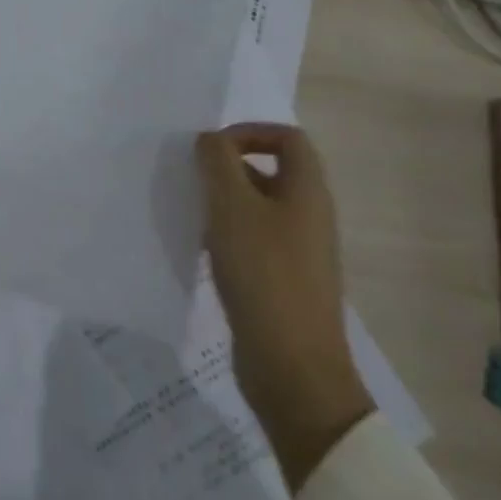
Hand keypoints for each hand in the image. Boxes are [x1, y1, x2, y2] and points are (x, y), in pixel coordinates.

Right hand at [198, 123, 373, 491]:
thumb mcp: (231, 206)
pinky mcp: (283, 279)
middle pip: (270, 171)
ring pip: (257, 206)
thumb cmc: (263, 274)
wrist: (292, 367)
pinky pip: (253, 238)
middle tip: (192, 179)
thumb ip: (217, 161)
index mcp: (307, 192)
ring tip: (191, 213)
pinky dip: (226, 234)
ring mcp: (298, 251)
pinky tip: (201, 249)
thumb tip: (210, 140)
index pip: (288, 138)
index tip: (211, 148)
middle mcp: (309, 216)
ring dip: (222, 201)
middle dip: (226, 167)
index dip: (250, 132)